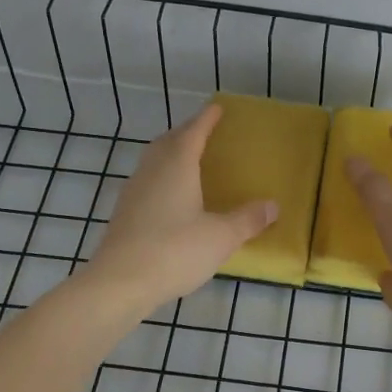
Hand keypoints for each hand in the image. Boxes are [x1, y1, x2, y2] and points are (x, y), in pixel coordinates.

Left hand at [84, 104, 276, 310]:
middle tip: (203, 132)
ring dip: (170, 154)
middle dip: (186, 133)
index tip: (216, 108)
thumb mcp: (221, 237)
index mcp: (177, 167)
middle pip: (168, 142)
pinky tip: (170, 198)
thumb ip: (247, 220)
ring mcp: (133, 193)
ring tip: (188, 161)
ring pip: (153, 162)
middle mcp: (152, 172)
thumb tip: (272, 206)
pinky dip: (161, 179)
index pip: (193, 133)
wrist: (119, 283)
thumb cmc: (174, 251)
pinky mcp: (123, 215)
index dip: (206, 119)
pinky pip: (146, 183)